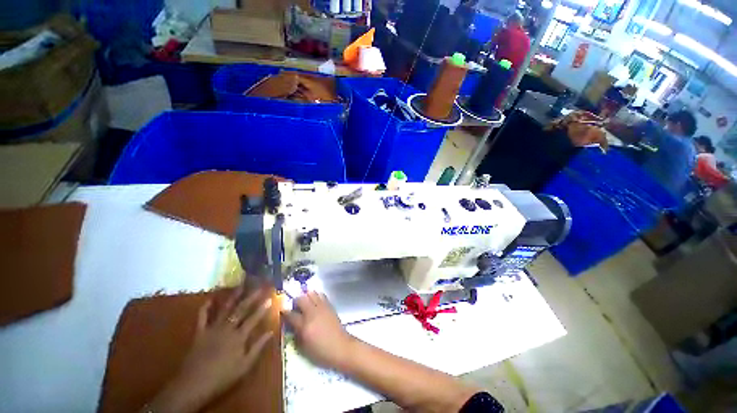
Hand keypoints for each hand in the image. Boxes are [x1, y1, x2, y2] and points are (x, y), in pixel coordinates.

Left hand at [147, 288, 273, 412]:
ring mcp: (213, 329)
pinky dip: (206, 308)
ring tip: (240, 286)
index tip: (270, 298)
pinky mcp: (200, 332)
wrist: (194, 385)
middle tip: (258, 286)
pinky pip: (202, 317)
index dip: (262, 308)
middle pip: (241, 310)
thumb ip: (258, 347)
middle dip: (251, 297)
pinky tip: (210, 299)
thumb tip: (271, 331)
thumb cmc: (222, 376)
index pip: (254, 319)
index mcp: (239, 337)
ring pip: (224, 309)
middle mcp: (227, 328)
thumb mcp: (245, 366)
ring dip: (233, 297)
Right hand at [282, 291, 353, 369]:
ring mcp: (322, 308)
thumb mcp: (304, 348)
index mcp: (304, 326)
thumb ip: (296, 334)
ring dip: (306, 296)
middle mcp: (312, 313)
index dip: (285, 312)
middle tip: (295, 306)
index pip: (291, 315)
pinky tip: (315, 302)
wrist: (340, 346)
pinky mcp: (330, 306)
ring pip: (312, 293)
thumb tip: (292, 325)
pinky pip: (321, 295)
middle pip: (301, 299)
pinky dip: (316, 296)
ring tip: (306, 302)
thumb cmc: (321, 352)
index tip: (282, 311)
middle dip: (296, 301)